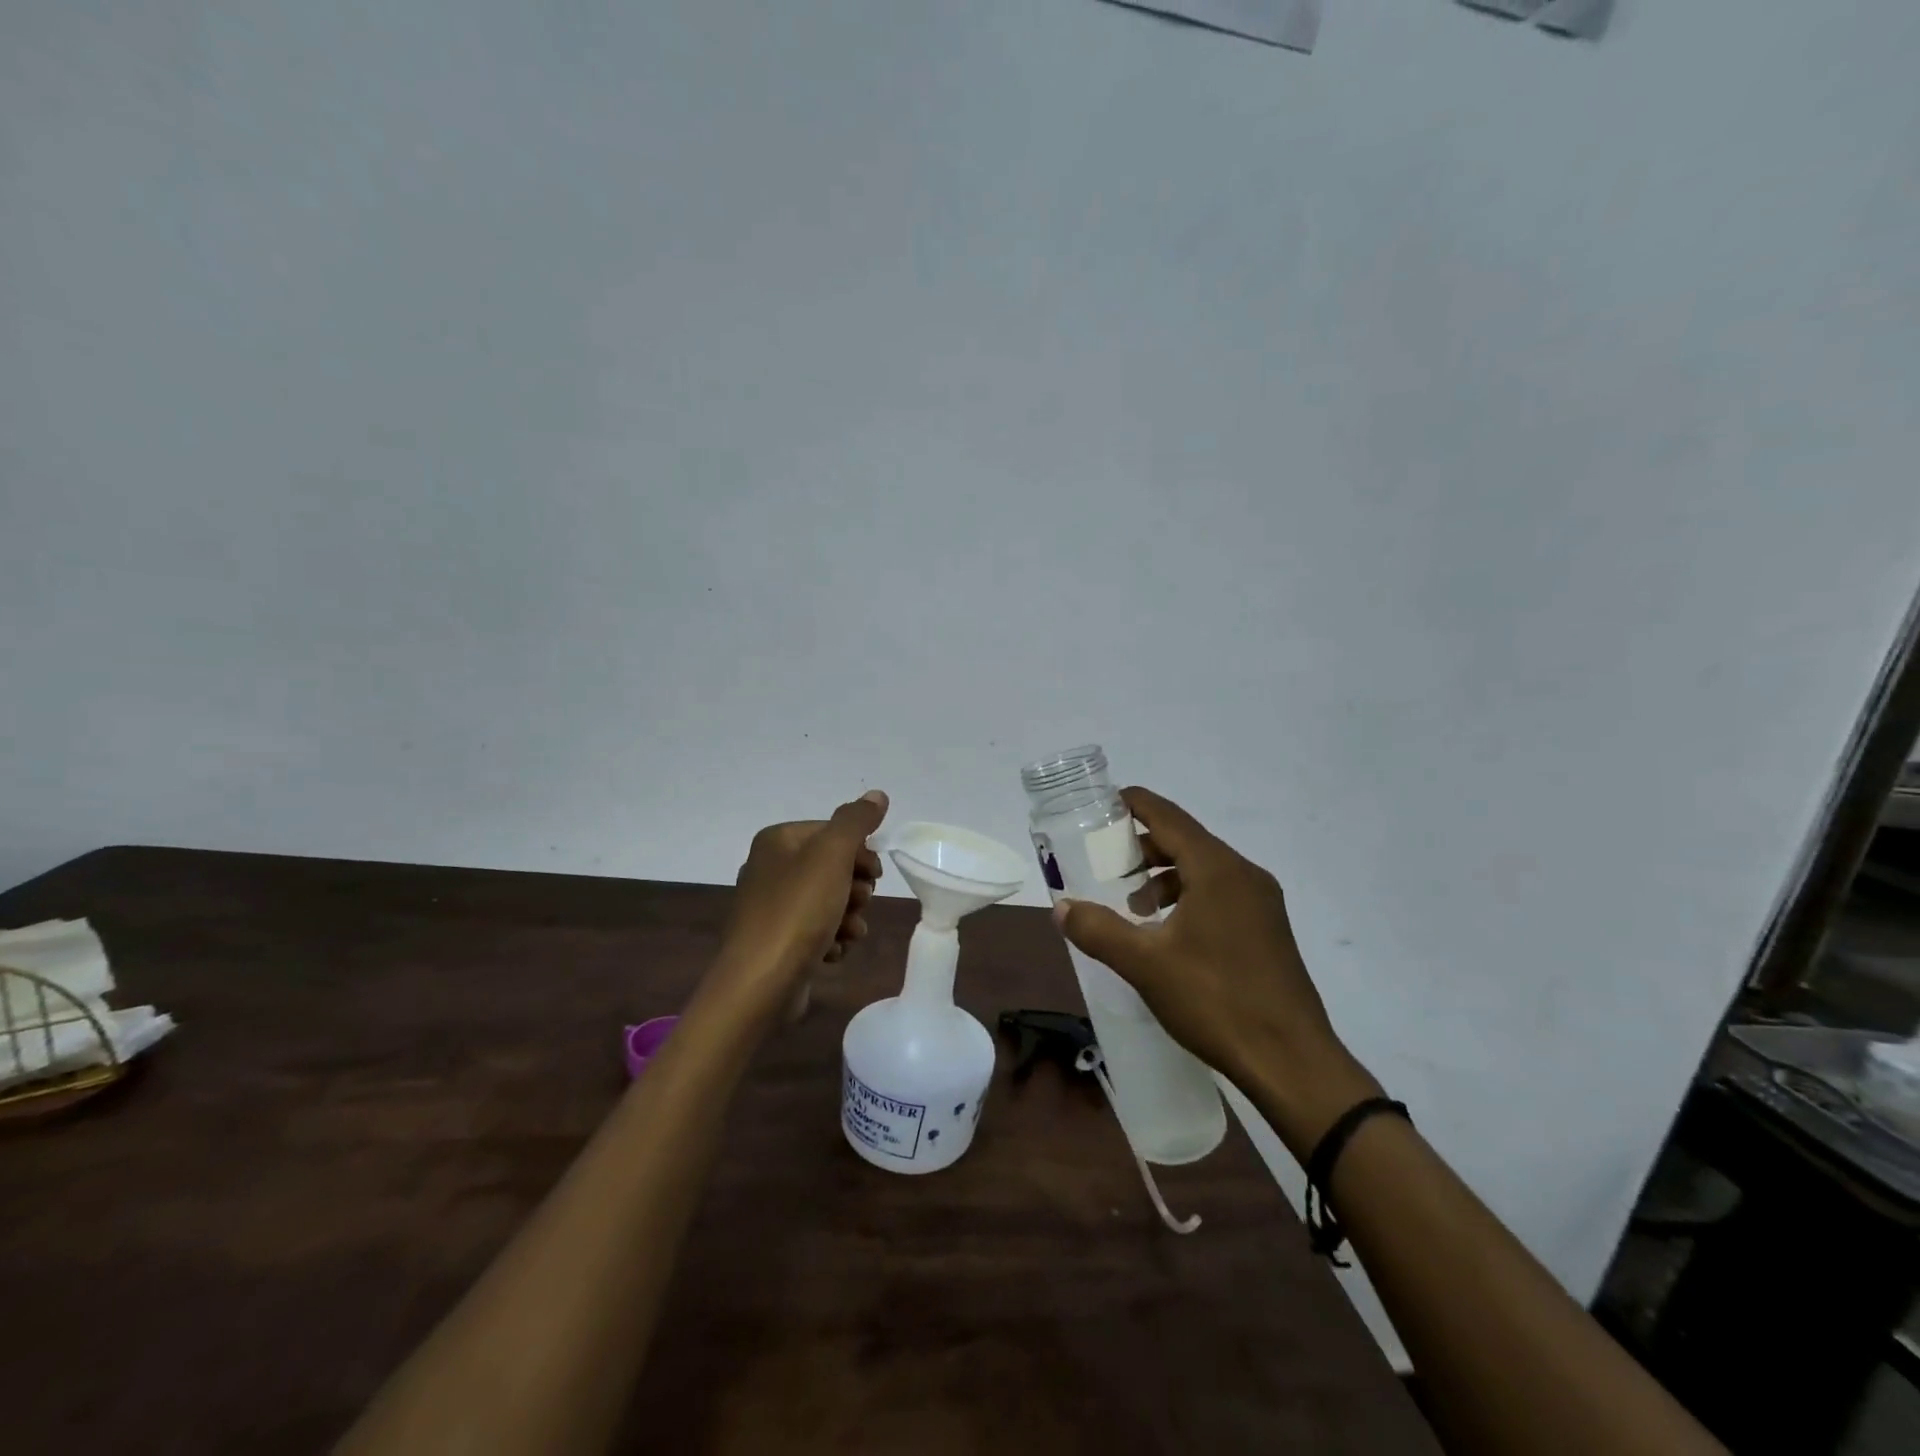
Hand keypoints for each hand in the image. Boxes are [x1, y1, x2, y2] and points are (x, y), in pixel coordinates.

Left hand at [704, 790, 888, 1022]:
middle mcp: (770, 868)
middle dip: (855, 887)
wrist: (761, 982)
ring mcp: (772, 907)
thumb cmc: (798, 910)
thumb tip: (877, 795)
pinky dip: (831, 939)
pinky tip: (833, 952)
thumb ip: (856, 821)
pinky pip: (816, 930)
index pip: (833, 831)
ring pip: (829, 901)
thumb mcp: (832, 855)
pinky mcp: (778, 941)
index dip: (860, 852)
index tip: (874, 874)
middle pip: (833, 866)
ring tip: (848, 932)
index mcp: (778, 841)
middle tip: (858, 902)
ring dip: (848, 916)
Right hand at [1054, 787, 1378, 1153]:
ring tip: (1134, 906)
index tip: (1104, 802)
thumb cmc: (1216, 1001)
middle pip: (1187, 841)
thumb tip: (1061, 908)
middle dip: (1144, 846)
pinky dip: (1188, 897)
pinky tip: (1169, 934)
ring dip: (1165, 877)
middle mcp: (1244, 875)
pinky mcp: (1268, 930)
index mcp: (1218, 870)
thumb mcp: (1145, 964)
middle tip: (1106, 861)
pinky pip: (1220, 894)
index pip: (1169, 817)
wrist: (1292, 1062)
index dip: (1135, 804)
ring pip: (1204, 870)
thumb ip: (1098, 930)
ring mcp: (1262, 903)